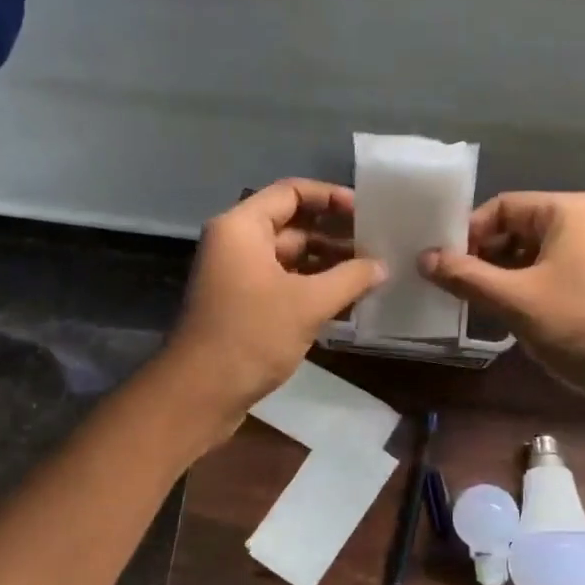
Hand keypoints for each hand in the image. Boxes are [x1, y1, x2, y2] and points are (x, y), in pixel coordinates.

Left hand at [163, 179, 385, 436]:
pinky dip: (312, 288)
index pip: (290, 192)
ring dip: (327, 265)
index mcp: (242, 228)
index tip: (366, 211)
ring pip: (289, 259)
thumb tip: (382, 266)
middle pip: (291, 226)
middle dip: (334, 235)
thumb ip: (350, 278)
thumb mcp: (308, 304)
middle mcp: (236, 245)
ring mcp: (237, 277)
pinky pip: (283, 285)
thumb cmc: (252, 336)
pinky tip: (347, 301)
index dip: (330, 197)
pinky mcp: (242, 307)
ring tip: (370, 274)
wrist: (202, 392)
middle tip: (378, 246)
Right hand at [419, 191, 584, 422]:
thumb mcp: (517, 301)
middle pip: (516, 229)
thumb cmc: (584, 327)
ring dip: (500, 278)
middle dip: (482, 258)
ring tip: (471, 305)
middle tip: (450, 288)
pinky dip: (523, 291)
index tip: (440, 266)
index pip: (502, 207)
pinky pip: (549, 276)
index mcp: (570, 211)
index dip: (467, 234)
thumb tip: (423, 258)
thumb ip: (466, 277)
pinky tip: (503, 317)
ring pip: (531, 256)